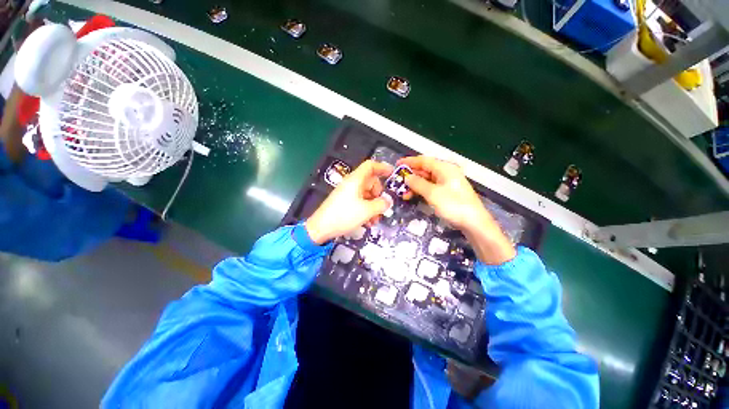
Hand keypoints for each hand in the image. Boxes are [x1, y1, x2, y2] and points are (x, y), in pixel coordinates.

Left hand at [306, 160, 393, 243]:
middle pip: (371, 182)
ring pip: (366, 194)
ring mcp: (347, 193)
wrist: (320, 228)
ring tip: (374, 220)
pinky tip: (368, 222)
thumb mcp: (367, 211)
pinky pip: (359, 201)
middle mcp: (351, 183)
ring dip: (373, 205)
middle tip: (382, 207)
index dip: (382, 167)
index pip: (370, 166)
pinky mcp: (344, 201)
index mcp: (356, 180)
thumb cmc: (344, 215)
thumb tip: (388, 202)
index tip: (392, 173)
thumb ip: (381, 204)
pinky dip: (366, 209)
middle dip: (379, 195)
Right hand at [398, 156, 515, 264]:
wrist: (474, 222)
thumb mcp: (433, 194)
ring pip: (426, 180)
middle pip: (424, 170)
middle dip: (410, 176)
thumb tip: (407, 178)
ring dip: (414, 186)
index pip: (423, 161)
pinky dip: (421, 191)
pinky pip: (430, 188)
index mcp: (445, 168)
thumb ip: (418, 184)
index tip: (397, 164)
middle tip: (397, 182)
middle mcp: (446, 173)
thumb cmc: (454, 205)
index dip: (409, 162)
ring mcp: (447, 183)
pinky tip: (413, 196)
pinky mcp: (447, 192)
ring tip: (403, 194)